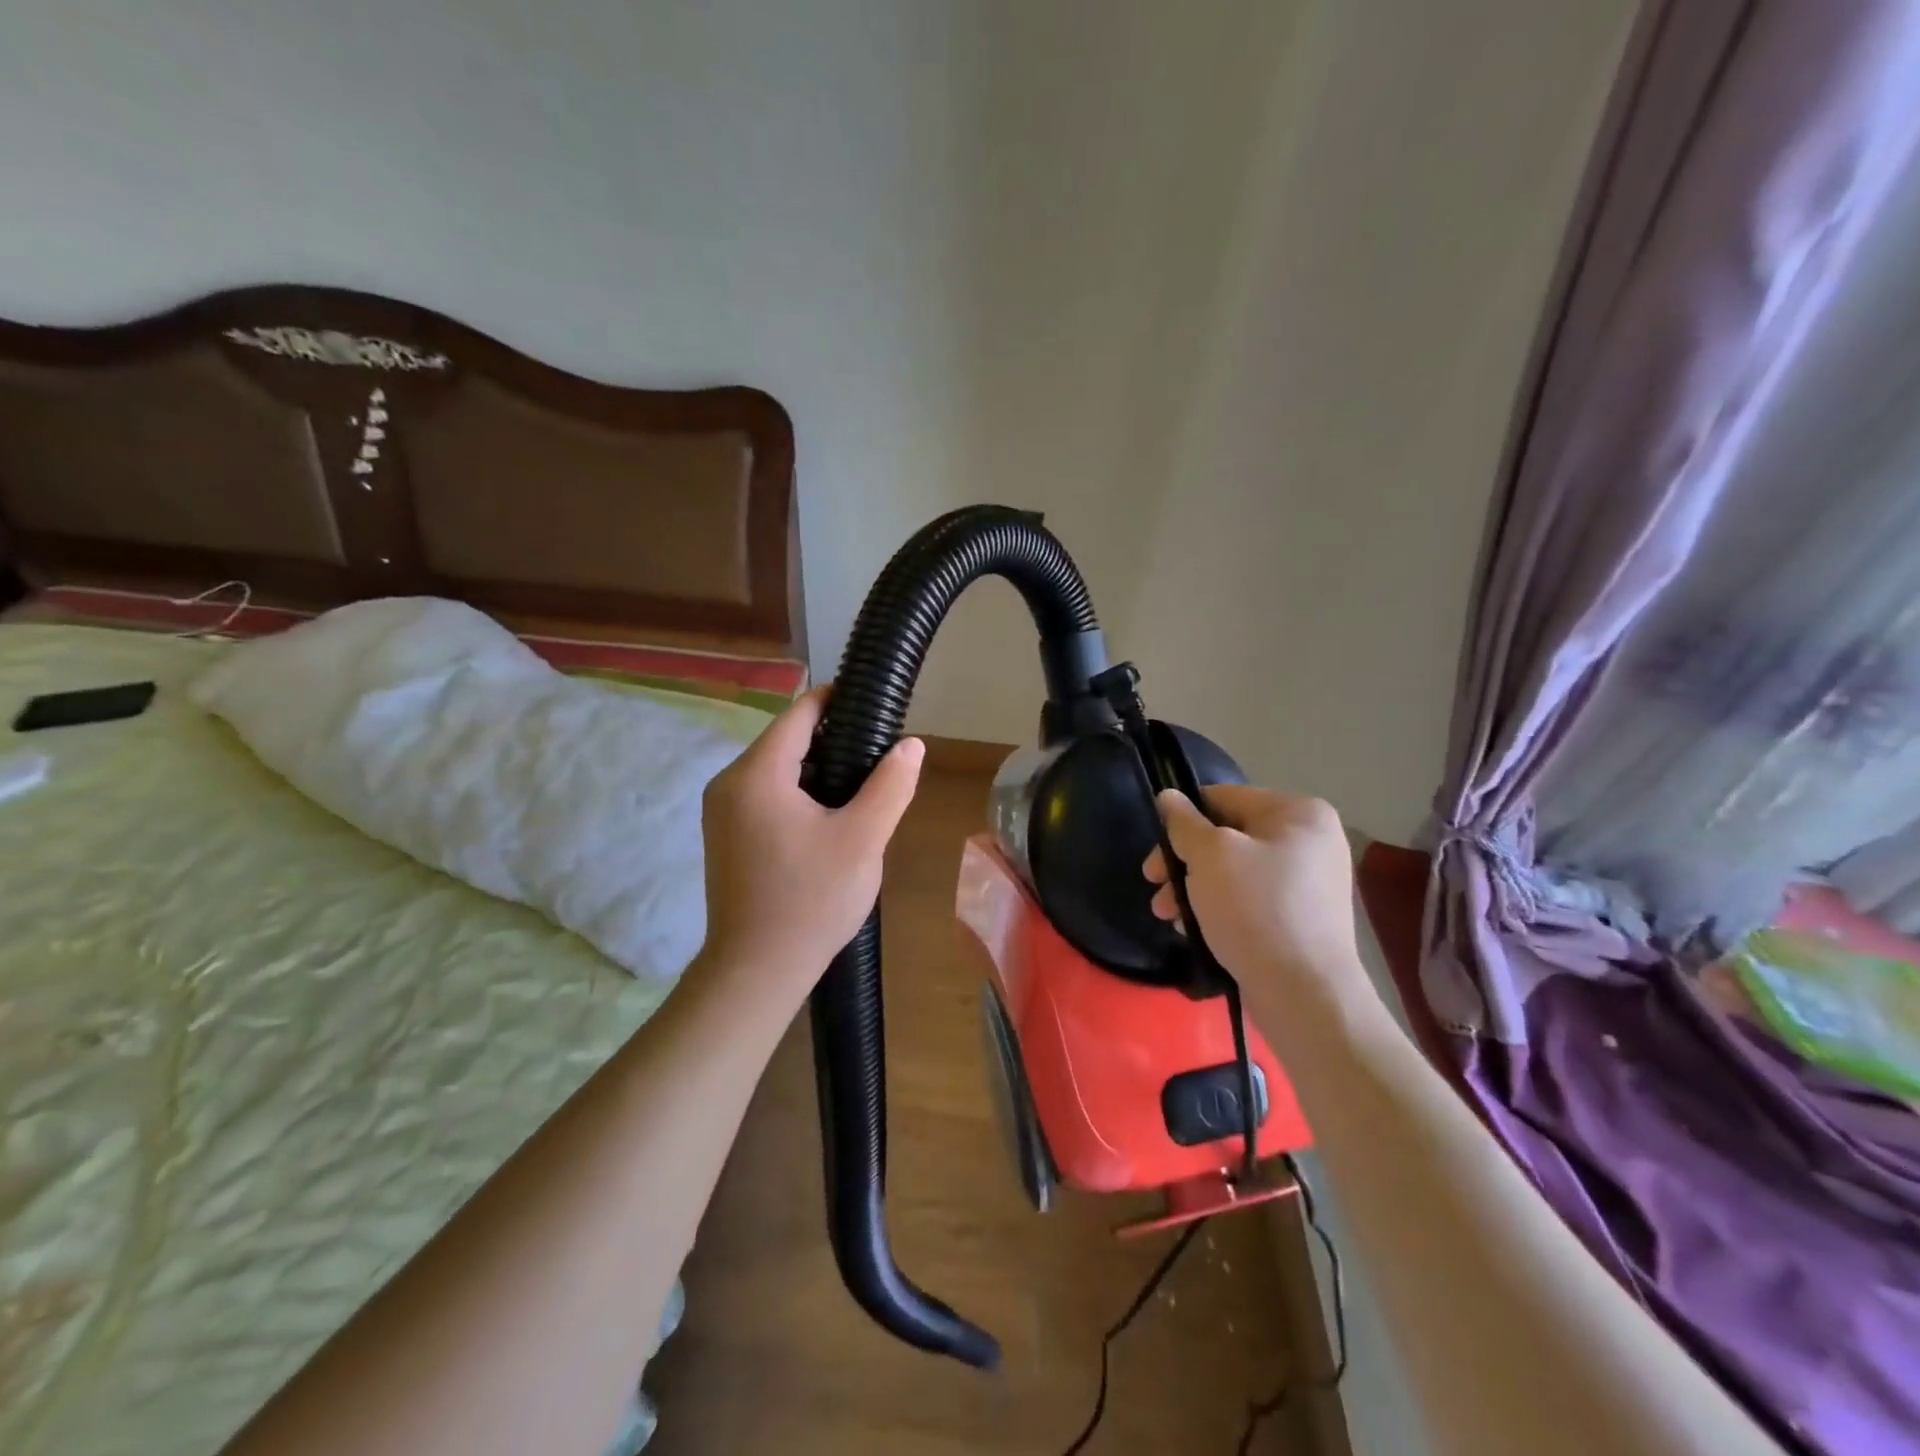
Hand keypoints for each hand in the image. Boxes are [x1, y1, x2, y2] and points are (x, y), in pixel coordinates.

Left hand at [698, 686, 923, 1000]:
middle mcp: (729, 783)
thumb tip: (911, 745)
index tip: (875, 707)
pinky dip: (796, 794)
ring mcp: (721, 811)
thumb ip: (890, 785)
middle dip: (832, 741)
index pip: (799, 713)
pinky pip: (764, 795)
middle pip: (786, 740)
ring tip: (861, 788)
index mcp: (758, 774)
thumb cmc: (811, 901)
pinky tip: (828, 818)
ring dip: (816, 770)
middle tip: (878, 758)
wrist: (756, 971)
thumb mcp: (863, 839)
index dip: (838, 702)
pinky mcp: (724, 835)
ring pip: (775, 770)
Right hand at [1143, 785, 1364, 1014]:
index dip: (1182, 821)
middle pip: (1227, 836)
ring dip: (1194, 887)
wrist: (1305, 994)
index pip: (1223, 797)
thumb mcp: (1209, 856)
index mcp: (1299, 812)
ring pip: (1234, 870)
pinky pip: (1250, 898)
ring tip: (1168, 915)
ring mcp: (1310, 881)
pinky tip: (1194, 929)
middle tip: (1154, 885)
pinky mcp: (1303, 917)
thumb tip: (1167, 796)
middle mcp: (1311, 840)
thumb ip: (1183, 823)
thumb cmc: (1255, 910)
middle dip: (1185, 861)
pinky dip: (1220, 907)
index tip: (1156, 854)